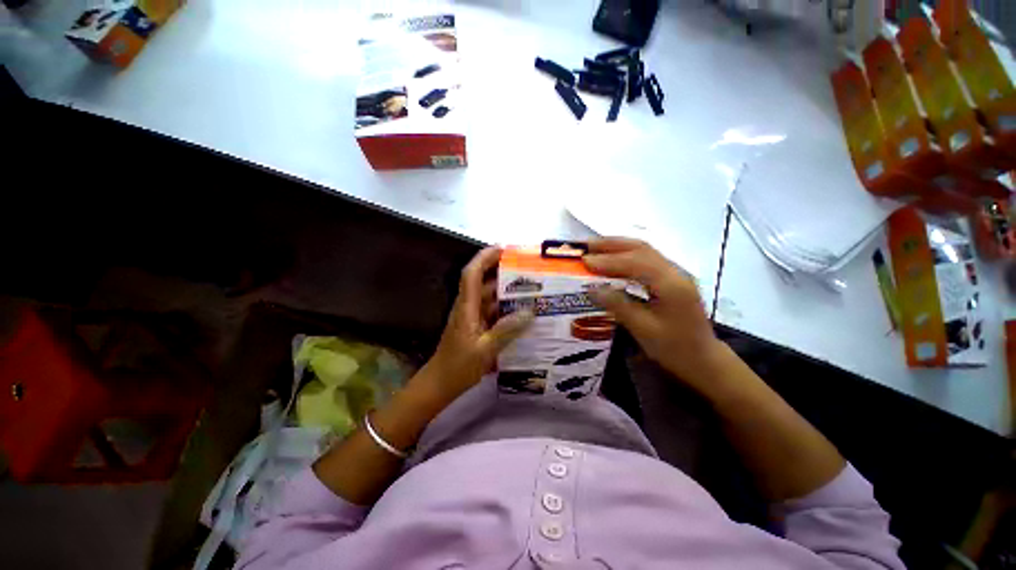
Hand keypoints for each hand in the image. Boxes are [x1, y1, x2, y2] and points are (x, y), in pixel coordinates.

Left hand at [419, 247, 532, 402]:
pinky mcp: (476, 326)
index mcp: (466, 307)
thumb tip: (529, 312)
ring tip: (530, 289)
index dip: (484, 257)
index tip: (502, 249)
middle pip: (483, 281)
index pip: (472, 274)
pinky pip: (492, 311)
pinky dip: (505, 308)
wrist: (441, 383)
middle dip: (501, 271)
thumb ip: (506, 330)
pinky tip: (522, 313)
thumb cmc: (459, 366)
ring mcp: (472, 316)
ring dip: (506, 291)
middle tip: (526, 269)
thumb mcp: (485, 350)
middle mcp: (468, 307)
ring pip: (489, 296)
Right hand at [583, 238, 722, 385]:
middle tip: (586, 246)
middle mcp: (675, 272)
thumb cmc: (674, 348)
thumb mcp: (643, 330)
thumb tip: (592, 288)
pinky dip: (627, 255)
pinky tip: (613, 259)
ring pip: (645, 251)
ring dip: (618, 247)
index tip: (585, 261)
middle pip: (641, 248)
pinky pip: (647, 259)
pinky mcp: (672, 278)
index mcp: (671, 285)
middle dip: (612, 245)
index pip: (636, 263)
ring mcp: (675, 273)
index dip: (608, 260)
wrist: (703, 359)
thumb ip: (618, 305)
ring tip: (595, 248)